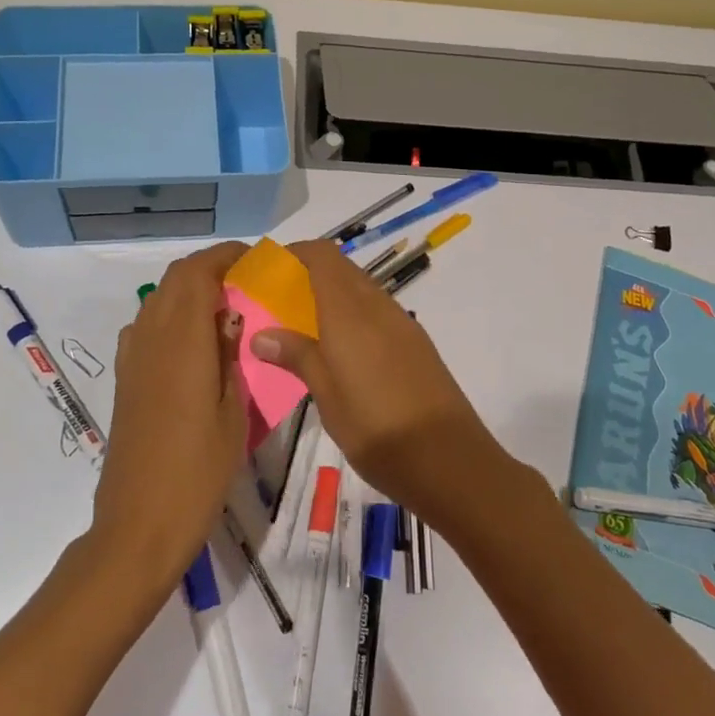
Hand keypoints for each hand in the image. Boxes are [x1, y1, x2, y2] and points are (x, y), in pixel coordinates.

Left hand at [93, 242, 249, 591]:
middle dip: (208, 268)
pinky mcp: (125, 379)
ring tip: (224, 308)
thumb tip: (231, 317)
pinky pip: (146, 326)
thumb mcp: (233, 413)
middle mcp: (150, 337)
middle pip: (174, 279)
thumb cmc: (197, 472)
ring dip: (188, 291)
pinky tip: (193, 343)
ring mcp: (132, 358)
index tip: (254, 259)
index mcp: (181, 341)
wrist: (138, 524)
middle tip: (244, 280)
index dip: (223, 256)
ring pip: (158, 300)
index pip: (196, 273)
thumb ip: (231, 356)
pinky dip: (171, 316)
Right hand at [248, 239, 507, 524]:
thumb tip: (261, 334)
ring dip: (331, 294)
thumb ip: (297, 356)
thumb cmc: (379, 431)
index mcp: (351, 312)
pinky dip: (352, 313)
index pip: (322, 256)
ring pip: (361, 288)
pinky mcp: (416, 343)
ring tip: (303, 327)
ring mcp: (402, 323)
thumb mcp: (328, 397)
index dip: (294, 253)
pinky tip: (340, 349)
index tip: (267, 270)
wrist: (452, 462)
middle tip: (278, 301)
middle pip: (341, 268)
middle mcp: (378, 306)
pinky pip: (377, 311)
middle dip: (308, 273)